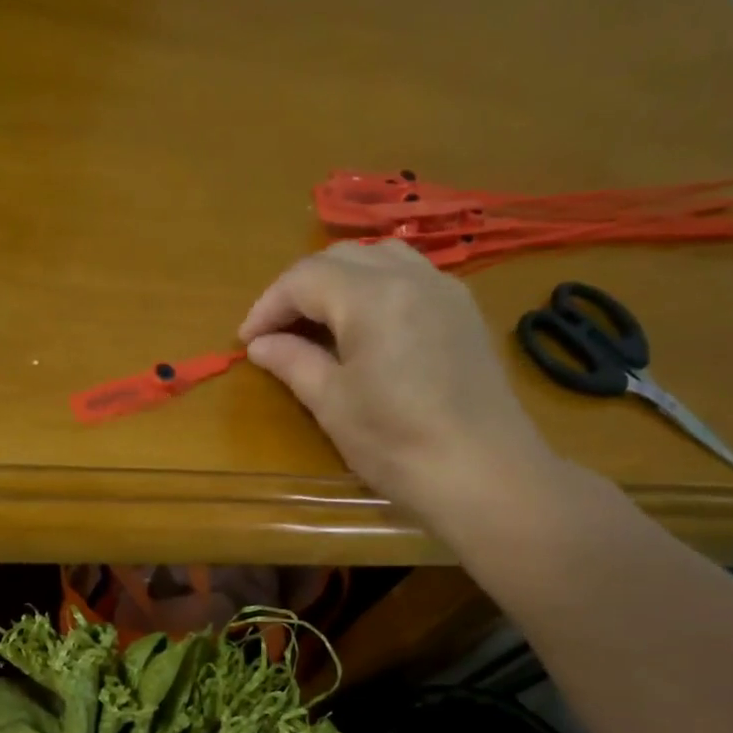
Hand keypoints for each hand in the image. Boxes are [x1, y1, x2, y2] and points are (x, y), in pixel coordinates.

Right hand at [240, 239, 567, 531]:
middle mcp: (411, 276)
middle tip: (277, 332)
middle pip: (342, 257)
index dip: (268, 306)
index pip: (304, 278)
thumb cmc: (397, 445)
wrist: (485, 474)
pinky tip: (368, 328)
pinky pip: (411, 278)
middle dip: (301, 288)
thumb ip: (293, 364)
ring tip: (320, 324)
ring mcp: (445, 290)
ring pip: (381, 259)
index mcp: (372, 296)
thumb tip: (260, 345)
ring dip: (341, 282)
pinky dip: (377, 290)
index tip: (247, 341)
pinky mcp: (464, 313)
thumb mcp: (333, 406)